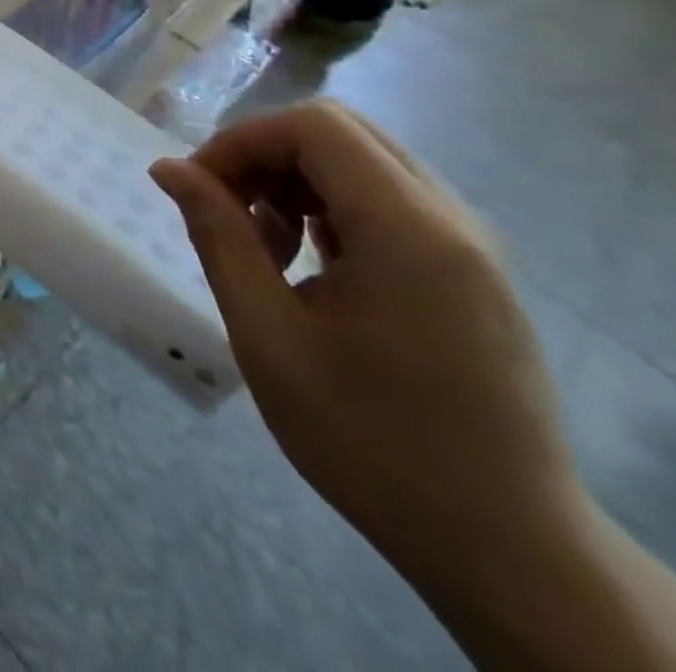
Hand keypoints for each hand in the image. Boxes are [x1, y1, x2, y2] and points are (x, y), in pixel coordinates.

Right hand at [150, 100, 580, 587]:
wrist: (507, 549)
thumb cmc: (371, 441)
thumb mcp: (268, 336)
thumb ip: (217, 236)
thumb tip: (168, 167)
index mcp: (411, 232)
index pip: (314, 126)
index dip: (242, 140)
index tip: (199, 190)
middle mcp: (453, 221)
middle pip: (341, 131)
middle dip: (265, 154)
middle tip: (224, 210)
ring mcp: (471, 245)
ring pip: (364, 160)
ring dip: (295, 179)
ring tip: (264, 246)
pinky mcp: (472, 271)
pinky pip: (389, 199)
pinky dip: (331, 206)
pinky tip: (309, 265)